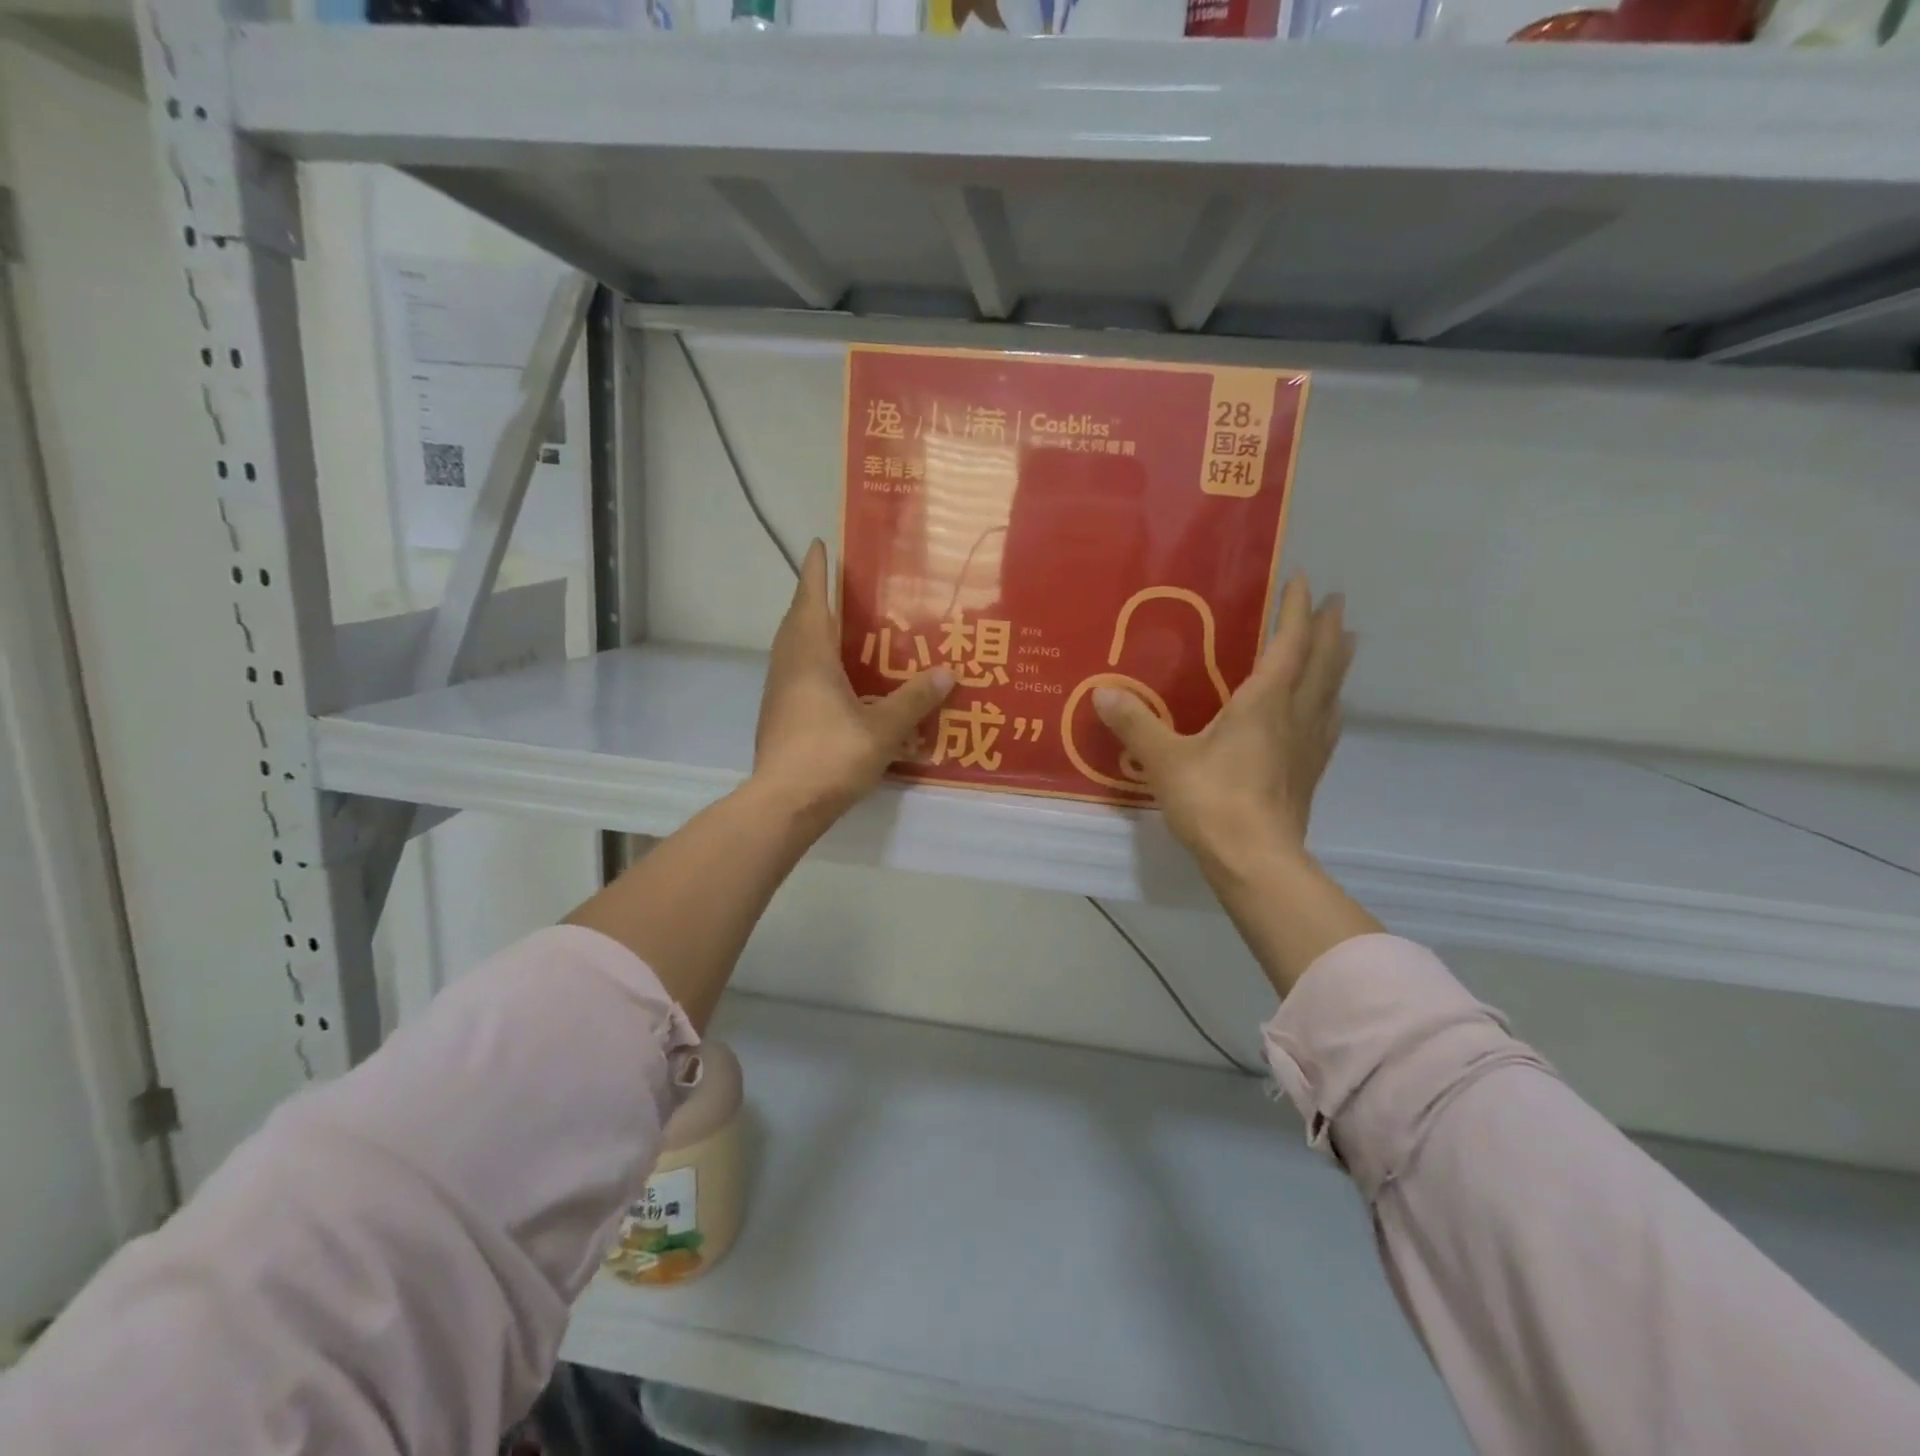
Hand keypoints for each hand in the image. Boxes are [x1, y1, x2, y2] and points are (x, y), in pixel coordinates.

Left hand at [752, 540, 952, 829]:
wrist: (784, 804)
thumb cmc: (831, 756)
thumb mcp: (883, 728)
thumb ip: (914, 699)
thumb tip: (947, 673)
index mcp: (810, 657)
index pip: (811, 601)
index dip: (815, 571)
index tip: (818, 544)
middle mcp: (788, 667)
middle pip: (797, 621)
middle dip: (813, 599)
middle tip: (837, 586)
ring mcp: (778, 693)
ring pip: (792, 649)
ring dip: (810, 631)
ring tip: (838, 629)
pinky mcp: (777, 717)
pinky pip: (795, 674)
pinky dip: (812, 662)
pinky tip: (834, 680)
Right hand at [1094, 577, 1352, 877]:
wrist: (1255, 860)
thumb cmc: (1212, 801)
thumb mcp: (1164, 760)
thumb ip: (1135, 724)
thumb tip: (1102, 692)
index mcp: (1263, 703)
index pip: (1287, 645)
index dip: (1294, 611)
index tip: (1301, 579)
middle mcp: (1293, 716)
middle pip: (1321, 664)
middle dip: (1327, 630)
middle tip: (1336, 602)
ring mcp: (1306, 746)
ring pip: (1330, 692)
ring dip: (1338, 663)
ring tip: (1346, 643)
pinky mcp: (1308, 774)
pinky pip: (1326, 727)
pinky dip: (1330, 706)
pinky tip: (1329, 711)